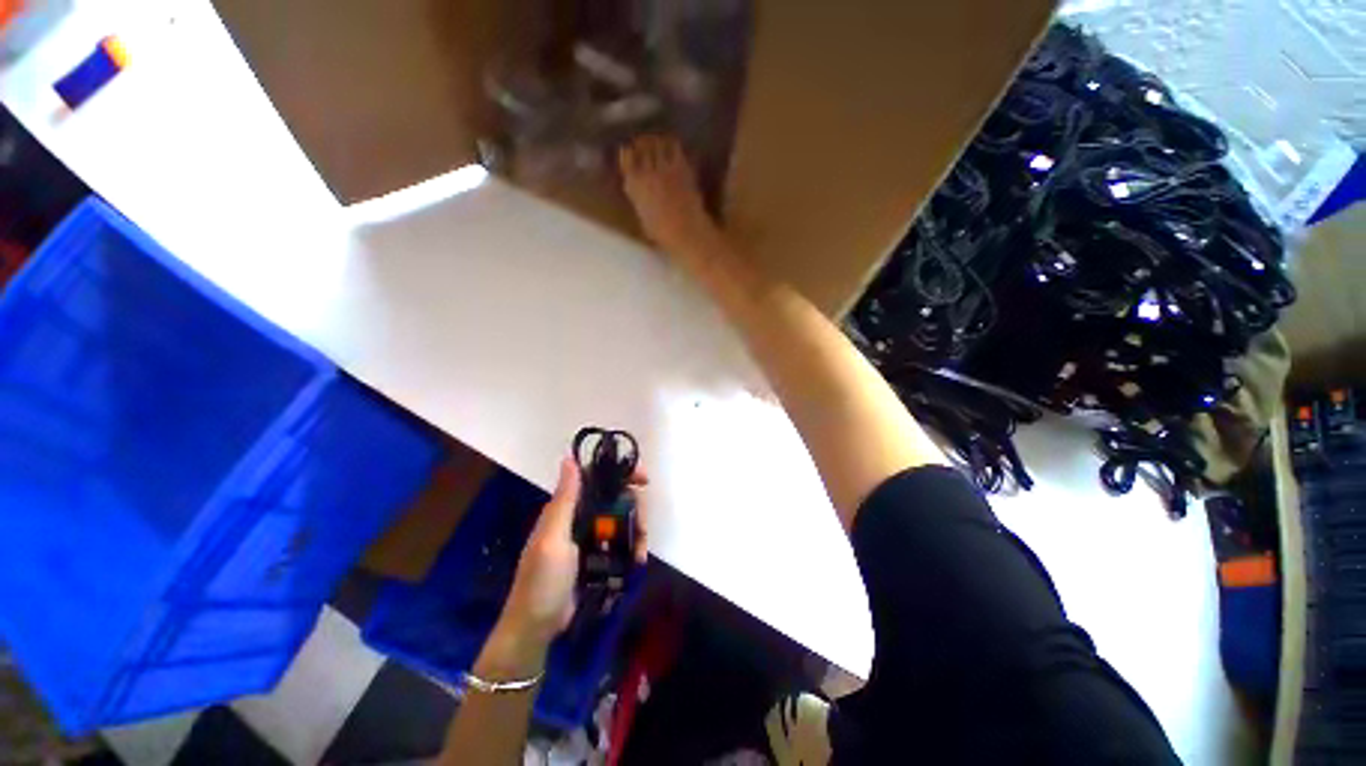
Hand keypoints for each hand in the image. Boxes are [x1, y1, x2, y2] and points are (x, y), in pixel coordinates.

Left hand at [498, 458, 648, 651]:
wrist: (537, 628)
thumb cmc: (542, 580)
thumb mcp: (552, 539)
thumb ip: (564, 500)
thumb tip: (568, 459)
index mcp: (567, 508)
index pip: (596, 478)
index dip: (619, 473)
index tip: (643, 478)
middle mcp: (580, 518)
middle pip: (615, 499)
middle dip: (634, 507)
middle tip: (644, 524)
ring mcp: (590, 538)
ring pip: (622, 521)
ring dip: (636, 530)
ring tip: (641, 550)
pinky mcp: (598, 557)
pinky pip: (621, 543)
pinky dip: (632, 548)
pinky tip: (637, 560)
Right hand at [619, 135, 723, 260]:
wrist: (685, 231)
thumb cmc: (663, 232)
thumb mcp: (643, 217)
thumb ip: (638, 199)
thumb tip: (636, 189)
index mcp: (633, 186)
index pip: (625, 159)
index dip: (627, 152)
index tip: (629, 150)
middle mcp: (646, 172)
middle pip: (641, 146)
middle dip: (642, 142)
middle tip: (644, 140)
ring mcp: (664, 168)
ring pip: (656, 142)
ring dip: (656, 140)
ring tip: (657, 139)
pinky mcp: (681, 167)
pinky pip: (674, 147)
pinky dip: (672, 143)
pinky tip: (673, 144)